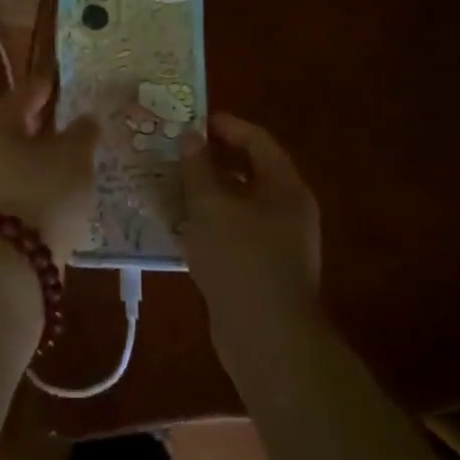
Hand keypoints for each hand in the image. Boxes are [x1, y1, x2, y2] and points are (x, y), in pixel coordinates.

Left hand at [0, 76, 100, 263]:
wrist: (14, 262)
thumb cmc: (44, 191)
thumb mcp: (73, 155)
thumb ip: (83, 131)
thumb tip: (87, 118)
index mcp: (1, 125)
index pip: (25, 93)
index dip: (46, 84)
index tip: (64, 77)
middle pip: (21, 127)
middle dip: (48, 121)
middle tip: (78, 113)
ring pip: (25, 159)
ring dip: (50, 154)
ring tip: (82, 151)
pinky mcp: (2, 216)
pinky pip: (29, 186)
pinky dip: (48, 181)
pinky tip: (71, 186)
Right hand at [168, 113, 320, 339]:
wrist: (267, 338)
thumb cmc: (240, 259)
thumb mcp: (210, 205)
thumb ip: (197, 167)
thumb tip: (190, 137)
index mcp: (285, 187)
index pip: (257, 140)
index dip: (226, 126)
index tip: (193, 121)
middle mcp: (288, 210)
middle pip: (250, 171)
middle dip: (213, 159)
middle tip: (176, 151)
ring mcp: (279, 243)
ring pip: (240, 204)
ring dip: (208, 192)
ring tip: (171, 184)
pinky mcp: (264, 270)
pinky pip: (236, 233)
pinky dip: (211, 223)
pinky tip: (181, 226)